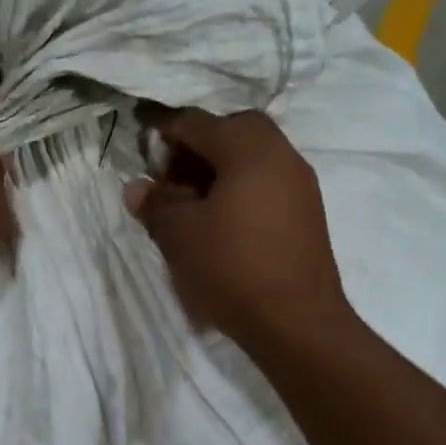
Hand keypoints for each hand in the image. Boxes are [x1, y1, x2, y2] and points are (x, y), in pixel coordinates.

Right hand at [123, 108, 350, 348]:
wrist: (296, 322)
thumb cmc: (232, 269)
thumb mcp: (179, 235)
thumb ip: (155, 203)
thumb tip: (138, 187)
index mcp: (248, 150)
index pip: (197, 122)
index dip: (164, 133)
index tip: (143, 154)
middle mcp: (280, 155)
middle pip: (233, 129)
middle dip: (198, 146)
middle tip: (173, 178)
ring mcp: (300, 183)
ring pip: (254, 155)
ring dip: (221, 167)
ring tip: (193, 203)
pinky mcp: (307, 211)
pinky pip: (268, 180)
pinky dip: (241, 186)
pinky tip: (222, 221)